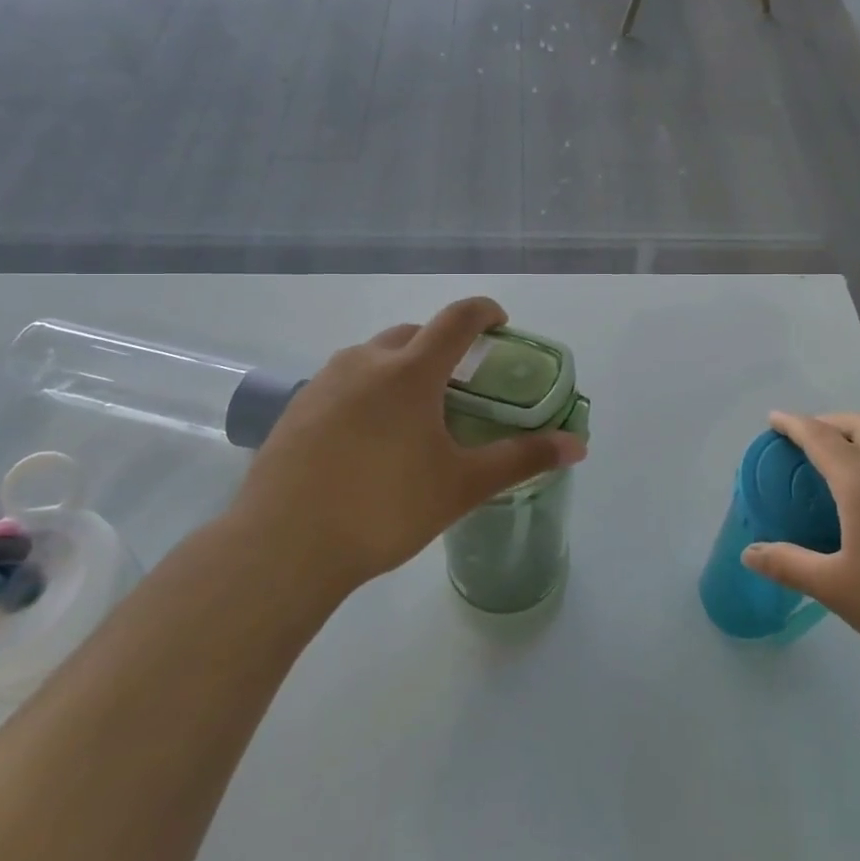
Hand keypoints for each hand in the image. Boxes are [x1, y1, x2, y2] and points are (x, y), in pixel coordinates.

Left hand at [230, 298, 586, 597]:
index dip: (485, 312)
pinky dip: (366, 392)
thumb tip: (578, 445)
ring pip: (373, 356)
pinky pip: (342, 383)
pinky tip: (367, 439)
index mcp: (410, 371)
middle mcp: (365, 362)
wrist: (281, 548)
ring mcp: (323, 383)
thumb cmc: (384, 509)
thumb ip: (522, 459)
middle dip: (442, 346)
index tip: (501, 325)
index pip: (457, 318)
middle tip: (460, 383)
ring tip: (413, 414)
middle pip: (414, 334)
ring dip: (401, 368)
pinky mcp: (295, 409)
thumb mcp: (462, 486)